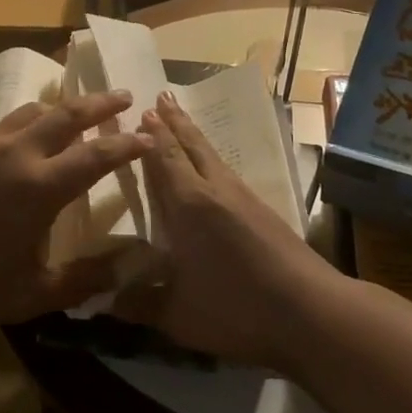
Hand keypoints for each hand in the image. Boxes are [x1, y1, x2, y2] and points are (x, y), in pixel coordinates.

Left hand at [0, 91, 149, 326]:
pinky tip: (23, 129)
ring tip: (76, 106)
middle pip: (67, 114)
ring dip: (61, 105)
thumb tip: (127, 269)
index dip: (128, 145)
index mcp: (42, 186)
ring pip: (32, 111)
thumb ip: (82, 281)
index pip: (98, 155)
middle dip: (101, 103)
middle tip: (124, 96)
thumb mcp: (30, 294)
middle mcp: (18, 153)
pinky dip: (27, 117)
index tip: (148, 137)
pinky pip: (4, 122)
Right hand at [118, 93, 336, 368]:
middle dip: (174, 121)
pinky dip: (211, 158)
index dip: (151, 135)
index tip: (139, 110)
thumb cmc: (238, 309)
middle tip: (161, 96)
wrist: (313, 312)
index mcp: (188, 205)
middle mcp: (215, 191)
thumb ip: (136, 305)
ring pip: (213, 156)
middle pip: (192, 145)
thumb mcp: (178, 316)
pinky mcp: (264, 211)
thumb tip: (98, 302)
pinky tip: (212, 169)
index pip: (164, 159)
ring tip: (181, 120)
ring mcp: (244, 198)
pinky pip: (227, 171)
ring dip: (194, 135)